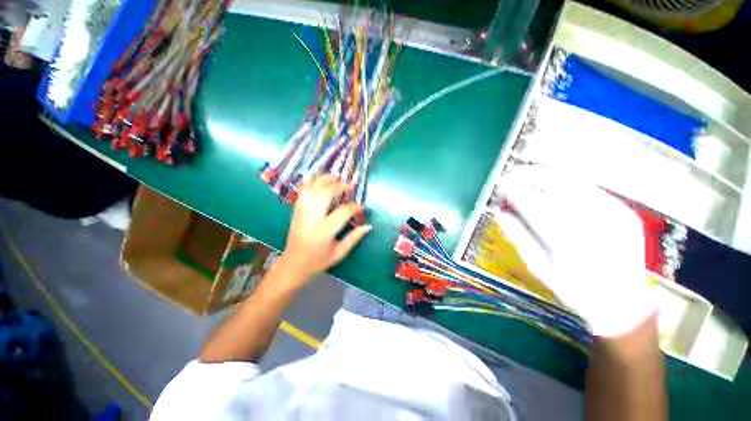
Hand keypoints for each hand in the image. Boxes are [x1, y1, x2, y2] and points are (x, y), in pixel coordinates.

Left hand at [281, 175, 371, 278]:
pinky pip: (302, 193)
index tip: (362, 207)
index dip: (355, 207)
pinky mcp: (296, 211)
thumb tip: (368, 226)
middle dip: (339, 186)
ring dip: (324, 180)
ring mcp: (302, 213)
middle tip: (350, 185)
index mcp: (324, 230)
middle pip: (325, 194)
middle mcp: (312, 218)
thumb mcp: (339, 253)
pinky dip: (310, 183)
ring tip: (334, 175)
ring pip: (312, 189)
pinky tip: (316, 178)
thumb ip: (354, 239)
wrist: (293, 264)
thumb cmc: (318, 261)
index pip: (343, 212)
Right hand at [494, 166, 655, 337]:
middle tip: (515, 171)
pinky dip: (574, 181)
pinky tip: (560, 177)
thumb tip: (500, 214)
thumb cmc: (574, 289)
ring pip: (578, 185)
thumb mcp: (540, 268)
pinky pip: (595, 190)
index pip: (534, 206)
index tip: (502, 183)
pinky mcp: (625, 214)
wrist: (623, 302)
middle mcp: (593, 226)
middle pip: (557, 190)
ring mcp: (614, 218)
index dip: (516, 191)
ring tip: (533, 169)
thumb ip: (519, 238)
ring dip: (552, 174)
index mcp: (567, 243)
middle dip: (533, 177)